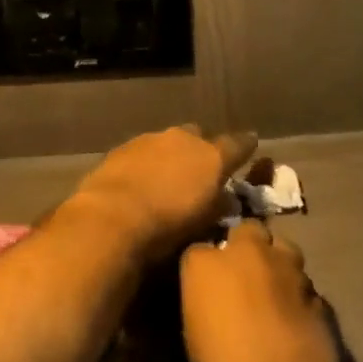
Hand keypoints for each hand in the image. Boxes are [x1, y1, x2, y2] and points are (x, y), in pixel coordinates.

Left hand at [68, 126, 256, 261]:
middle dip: (201, 149)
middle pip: (199, 137)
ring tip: (165, 178)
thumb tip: (225, 197)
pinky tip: (139, 180)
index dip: (246, 146)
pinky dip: (146, 162)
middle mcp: (185, 139)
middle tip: (198, 171)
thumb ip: (218, 204)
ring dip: (170, 155)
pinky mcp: (123, 147)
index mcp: (212, 156)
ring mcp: (152, 139)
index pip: (239, 144)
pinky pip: (143, 151)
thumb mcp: (204, 222)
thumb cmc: (168, 224)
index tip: (251, 146)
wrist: (112, 216)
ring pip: (169, 142)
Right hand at [180, 221, 344, 361]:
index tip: (206, 286)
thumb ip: (205, 302)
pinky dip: (297, 292)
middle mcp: (247, 252)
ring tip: (272, 292)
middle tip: (242, 277)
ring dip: (276, 263)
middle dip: (245, 246)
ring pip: (281, 248)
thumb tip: (214, 301)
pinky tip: (295, 317)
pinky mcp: (317, 288)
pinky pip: (302, 281)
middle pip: (246, 230)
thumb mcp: (195, 336)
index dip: (205, 267)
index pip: (199, 248)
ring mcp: (287, 267)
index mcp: (205, 264)